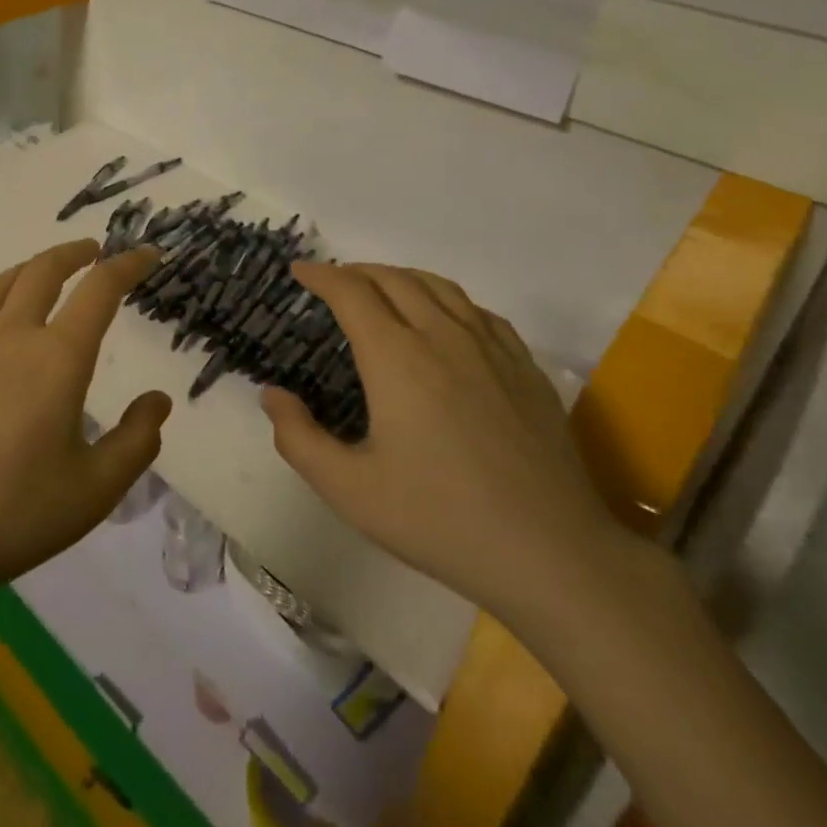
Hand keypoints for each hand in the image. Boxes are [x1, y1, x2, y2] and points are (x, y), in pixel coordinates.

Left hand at [0, 240, 169, 603]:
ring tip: (39, 273)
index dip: (128, 264)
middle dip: (72, 253)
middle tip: (90, 252)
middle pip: (42, 271)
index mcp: (58, 358)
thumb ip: (136, 441)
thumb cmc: (14, 515)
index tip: (146, 255)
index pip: (101, 290)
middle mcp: (10, 337)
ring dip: (26, 271)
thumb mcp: (95, 490)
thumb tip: (159, 400)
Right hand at [262, 262, 625, 631]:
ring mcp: (491, 348)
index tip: (300, 271)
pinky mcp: (525, 367)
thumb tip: (273, 394)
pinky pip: (478, 311)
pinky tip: (445, 320)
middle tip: (333, 282)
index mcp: (396, 358)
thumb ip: (299, 439)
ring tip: (381, 289)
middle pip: (393, 278)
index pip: (351, 292)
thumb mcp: (350, 491)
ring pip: (439, 286)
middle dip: (356, 271)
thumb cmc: (440, 521)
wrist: (553, 555)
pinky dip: (446, 299)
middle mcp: (442, 336)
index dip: (320, 275)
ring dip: (400, 277)